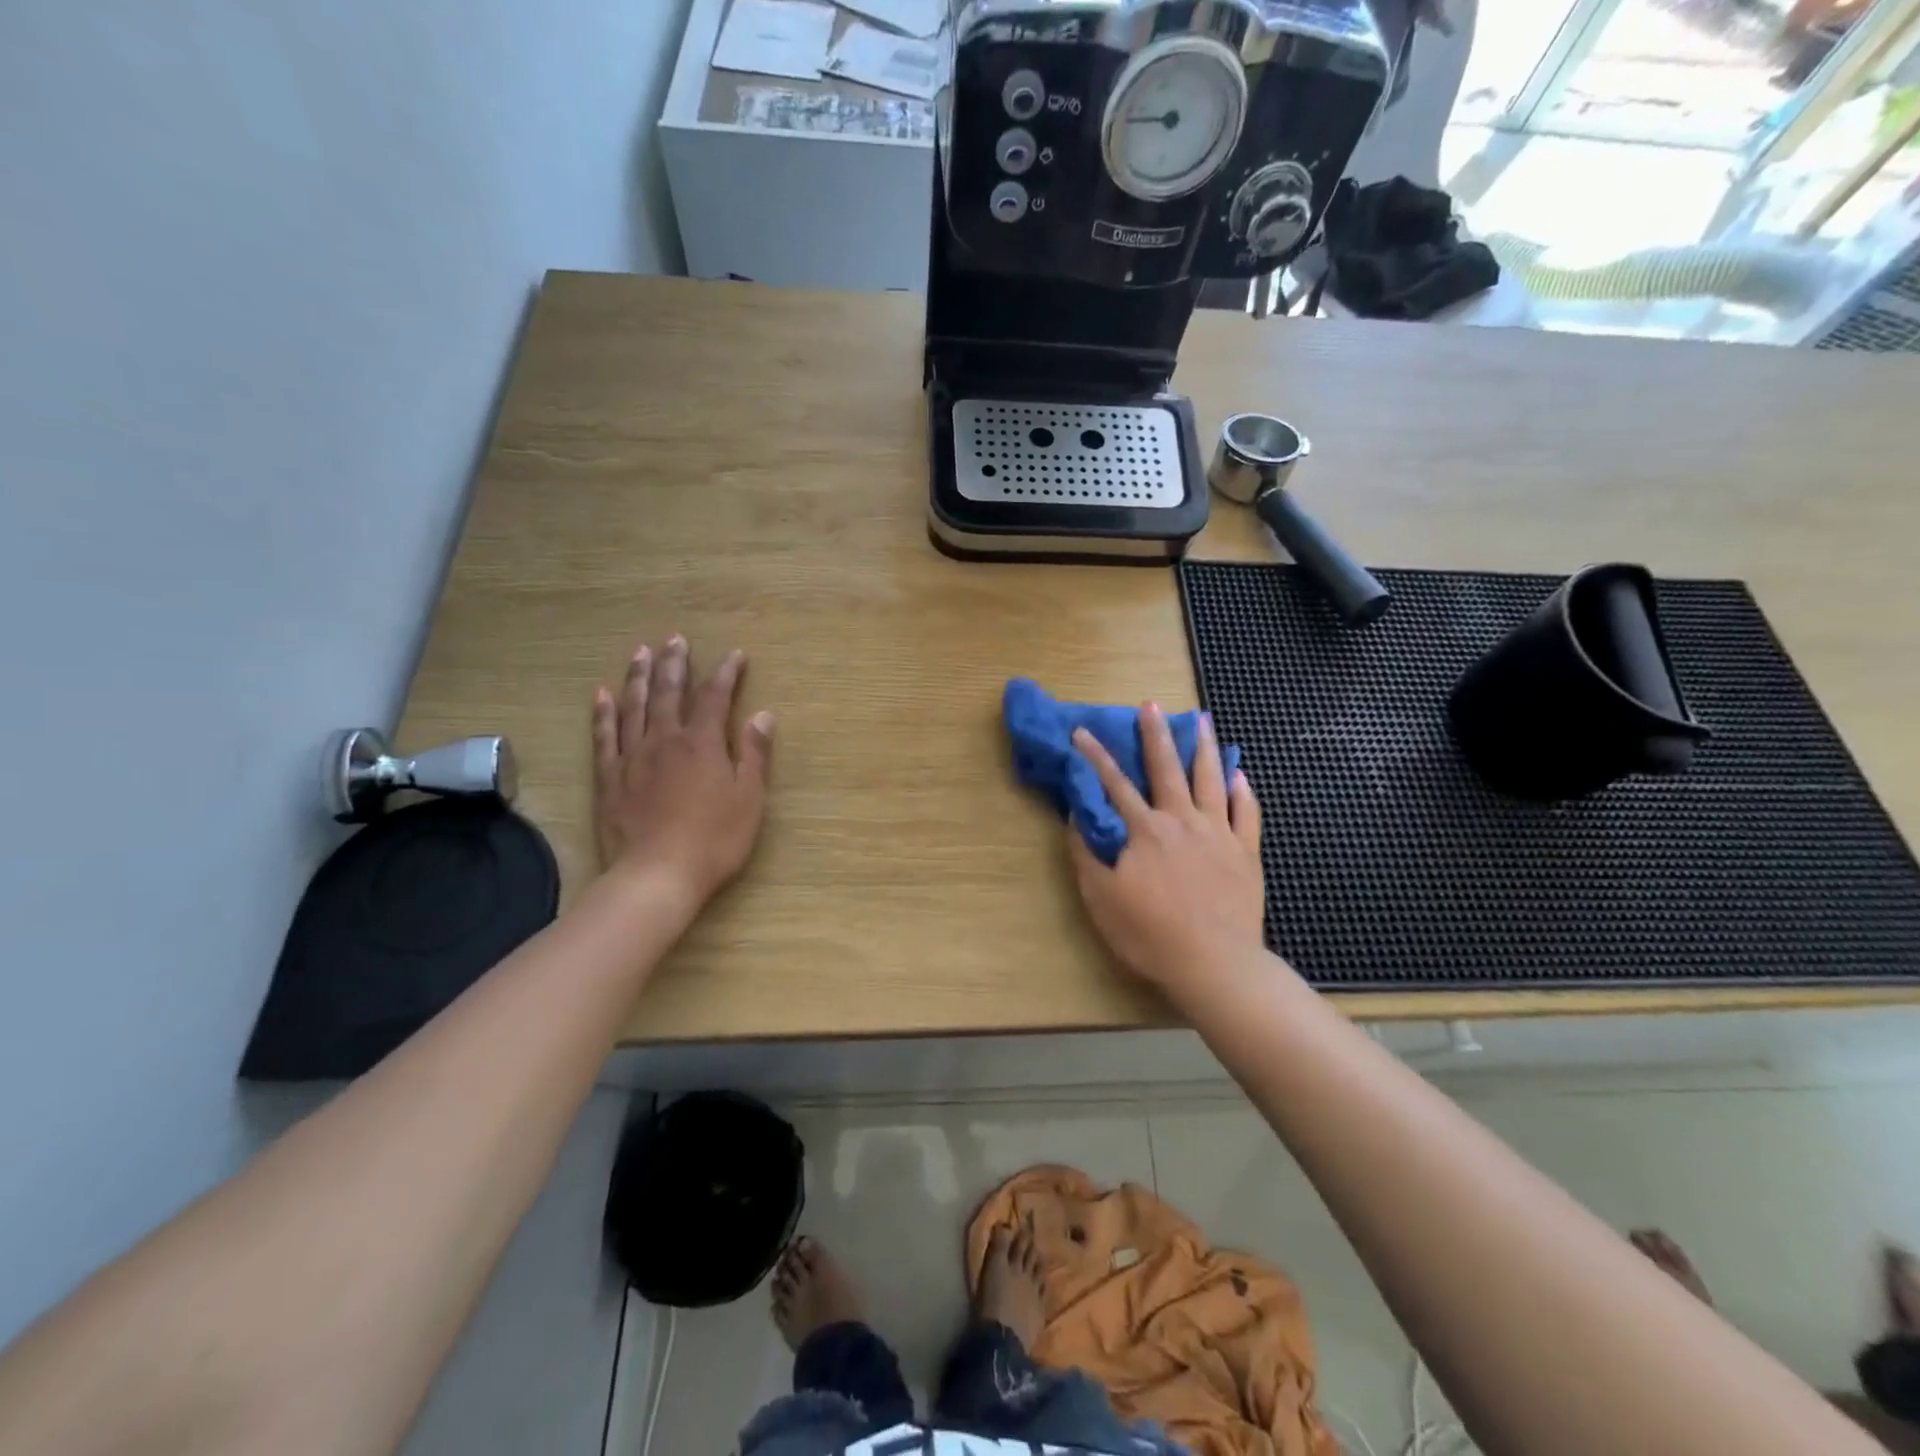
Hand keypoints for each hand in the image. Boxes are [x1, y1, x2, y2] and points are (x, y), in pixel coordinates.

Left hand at [592, 635, 773, 910]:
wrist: (656, 875)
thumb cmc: (714, 839)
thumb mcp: (749, 798)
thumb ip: (753, 754)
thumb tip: (762, 715)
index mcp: (702, 743)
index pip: (715, 697)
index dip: (726, 673)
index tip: (735, 655)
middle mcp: (665, 740)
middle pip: (670, 692)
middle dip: (675, 664)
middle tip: (675, 639)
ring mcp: (632, 757)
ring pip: (635, 706)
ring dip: (639, 677)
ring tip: (641, 652)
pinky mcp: (609, 778)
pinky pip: (604, 736)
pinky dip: (604, 713)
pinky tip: (602, 694)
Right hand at [1066, 705, 1263, 999]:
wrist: (1214, 964)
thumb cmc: (1149, 934)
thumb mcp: (1101, 897)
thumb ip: (1087, 853)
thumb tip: (1077, 817)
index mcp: (1144, 830)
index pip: (1114, 784)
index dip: (1095, 756)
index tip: (1082, 731)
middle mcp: (1181, 821)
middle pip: (1166, 769)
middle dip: (1155, 734)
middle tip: (1151, 705)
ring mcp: (1218, 834)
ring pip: (1211, 780)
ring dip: (1205, 748)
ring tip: (1203, 720)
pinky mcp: (1245, 853)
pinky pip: (1247, 813)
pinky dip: (1243, 791)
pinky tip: (1240, 774)